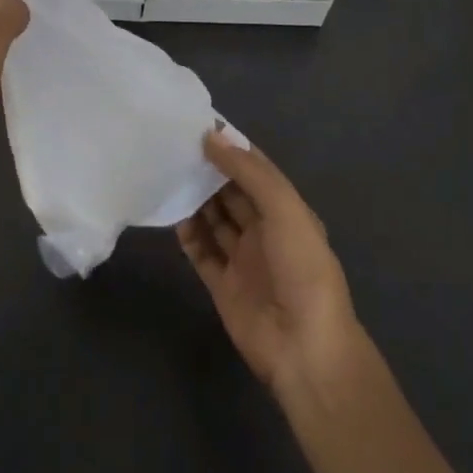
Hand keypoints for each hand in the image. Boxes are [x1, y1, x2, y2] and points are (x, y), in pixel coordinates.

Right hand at [178, 130, 360, 394]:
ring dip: (195, 198)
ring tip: (167, 172)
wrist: (305, 350)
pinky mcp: (223, 285)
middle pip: (231, 192)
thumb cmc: (302, 270)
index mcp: (287, 211)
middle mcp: (265, 231)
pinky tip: (170, 213)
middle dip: (208, 170)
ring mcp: (243, 259)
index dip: (231, 147)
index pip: (256, 169)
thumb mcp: (284, 209)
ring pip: (214, 219)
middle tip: (174, 145)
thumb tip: (212, 136)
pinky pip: (201, 251)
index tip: (198, 123)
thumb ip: (248, 172)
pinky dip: (187, 233)